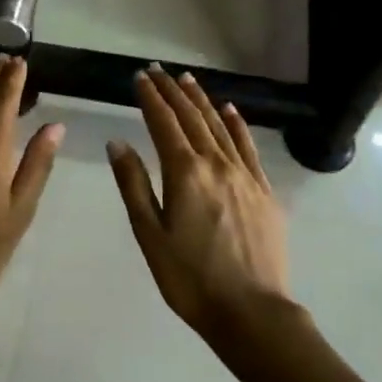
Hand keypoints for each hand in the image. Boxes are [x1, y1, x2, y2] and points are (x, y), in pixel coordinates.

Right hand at [107, 67, 290, 341]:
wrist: (252, 312)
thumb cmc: (191, 279)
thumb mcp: (150, 235)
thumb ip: (133, 185)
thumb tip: (117, 143)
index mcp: (185, 173)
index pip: (164, 123)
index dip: (150, 98)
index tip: (139, 77)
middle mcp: (217, 164)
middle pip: (192, 118)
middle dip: (173, 91)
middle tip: (159, 70)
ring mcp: (245, 175)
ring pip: (220, 126)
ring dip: (202, 100)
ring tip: (188, 80)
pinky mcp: (265, 191)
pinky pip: (248, 147)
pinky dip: (237, 124)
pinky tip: (230, 111)